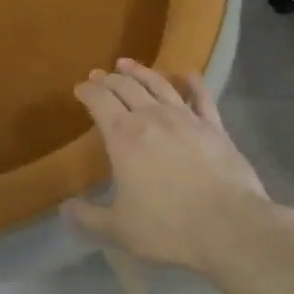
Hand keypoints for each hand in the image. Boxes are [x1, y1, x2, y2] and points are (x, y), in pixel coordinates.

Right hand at [66, 59, 275, 272]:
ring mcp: (186, 118)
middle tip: (99, 75)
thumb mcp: (119, 229)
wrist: (228, 225)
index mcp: (124, 137)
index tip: (80, 87)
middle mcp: (152, 117)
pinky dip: (192, 82)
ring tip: (127, 64)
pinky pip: (201, 96)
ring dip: (140, 71)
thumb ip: (89, 218)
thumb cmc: (167, 227)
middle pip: (126, 87)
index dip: (88, 91)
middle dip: (109, 79)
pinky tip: (187, 74)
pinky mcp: (214, 126)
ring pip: (159, 84)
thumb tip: (65, 209)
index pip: (100, 101)